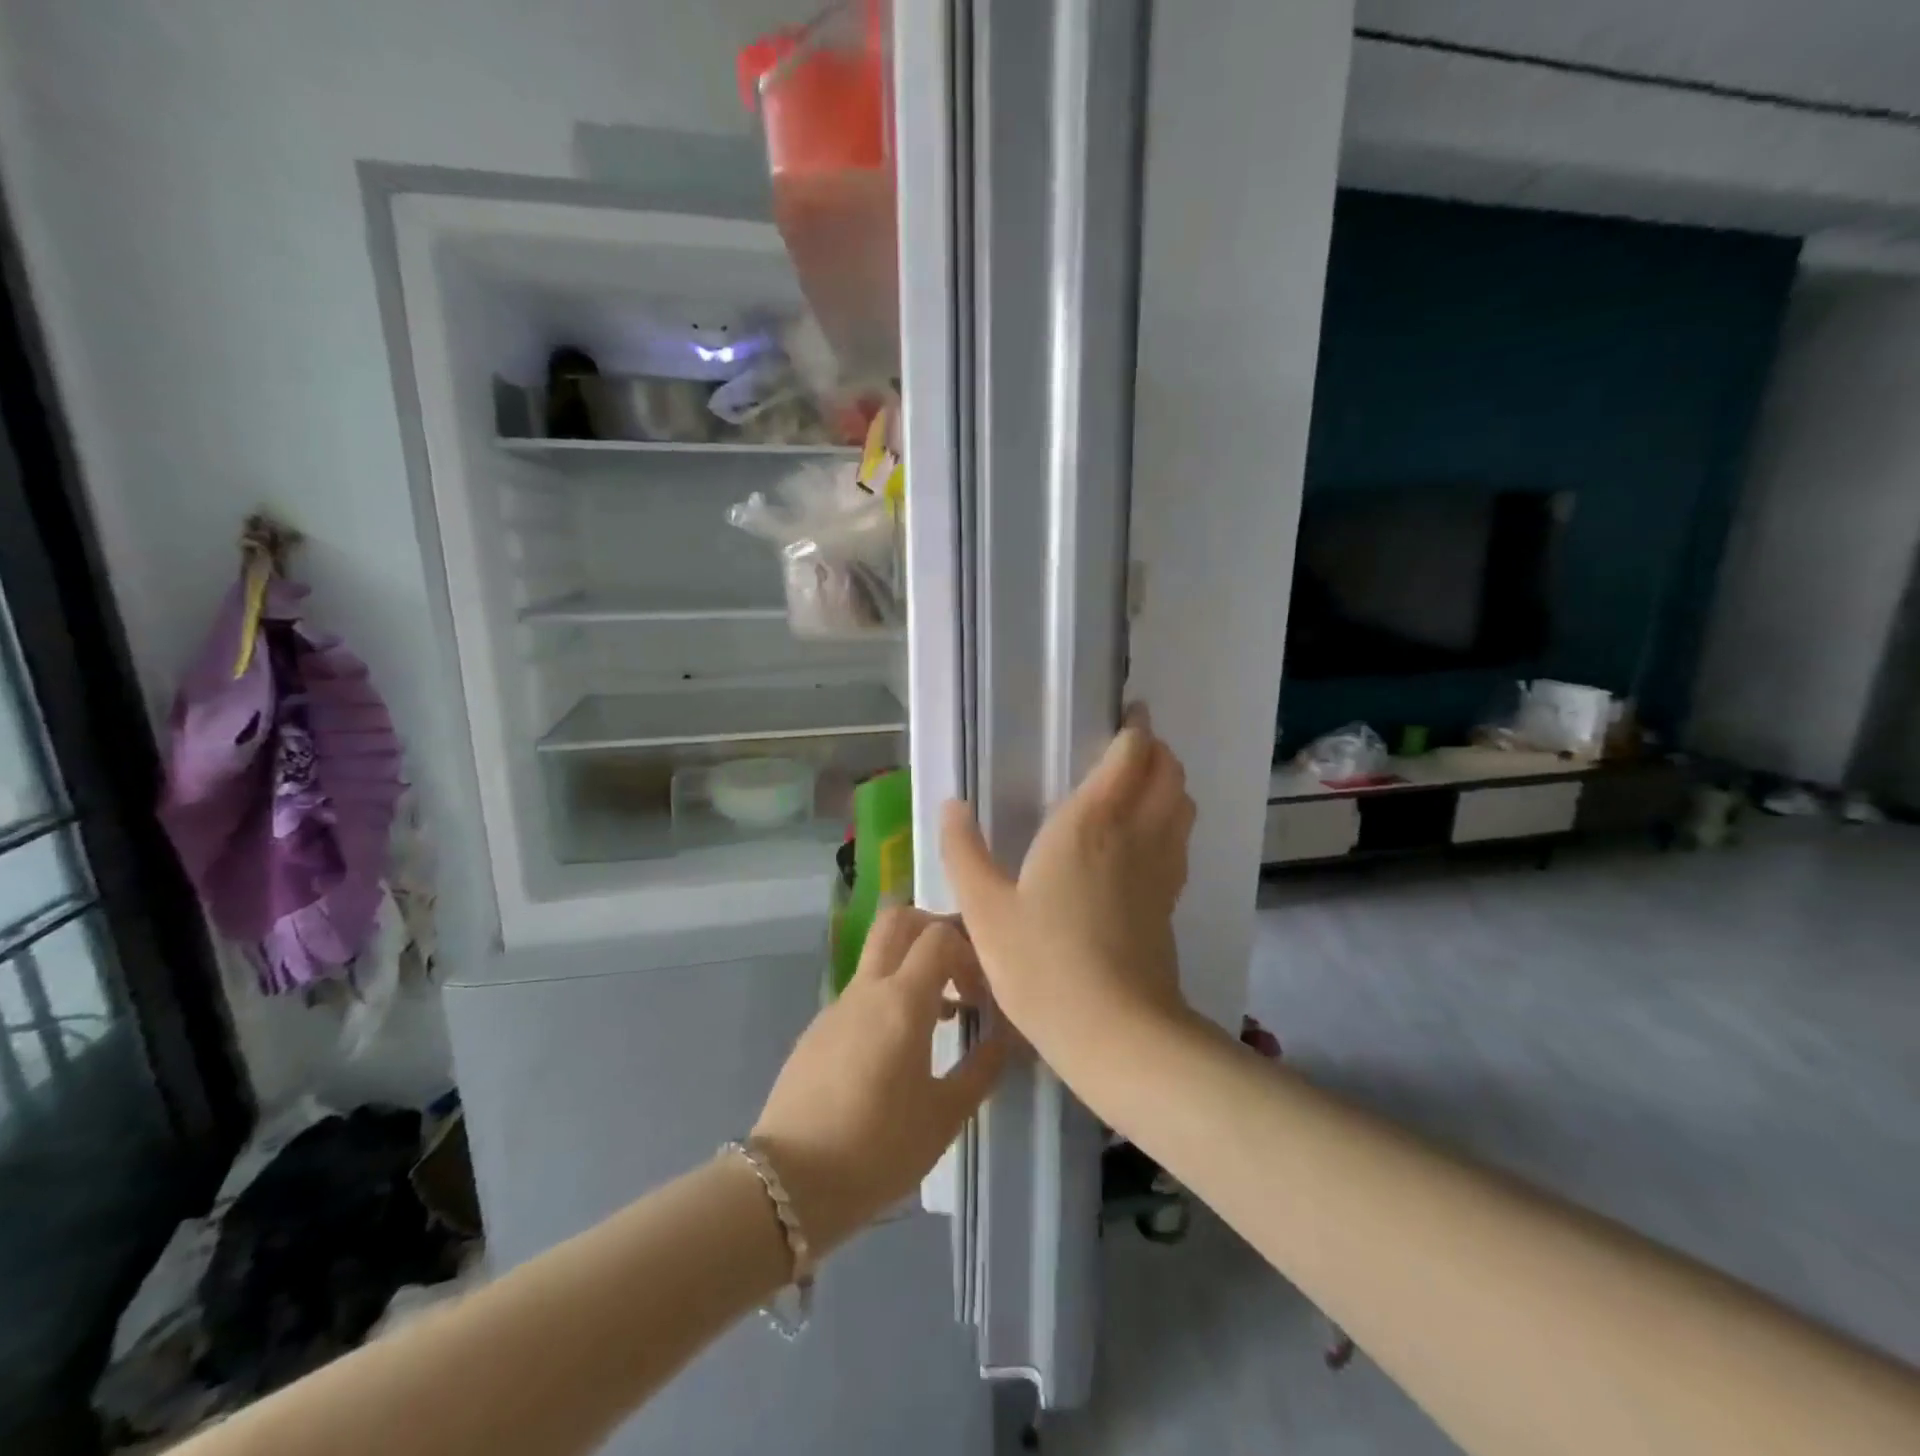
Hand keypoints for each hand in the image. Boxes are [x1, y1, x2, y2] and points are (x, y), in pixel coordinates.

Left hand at [752, 908, 1009, 1253]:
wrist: (789, 1183)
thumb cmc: (878, 1148)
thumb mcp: (945, 1115)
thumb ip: (983, 1068)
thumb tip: (1009, 1035)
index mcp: (902, 1000)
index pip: (939, 936)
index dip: (970, 948)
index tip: (985, 989)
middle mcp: (867, 989)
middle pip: (897, 920)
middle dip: (933, 927)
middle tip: (960, 966)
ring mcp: (837, 1006)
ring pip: (878, 957)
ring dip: (912, 967)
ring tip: (942, 1017)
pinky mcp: (818, 1030)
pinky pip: (861, 994)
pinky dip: (888, 998)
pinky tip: (898, 1052)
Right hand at [941, 708, 1196, 1062]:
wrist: (1114, 1031)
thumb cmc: (1041, 963)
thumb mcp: (985, 909)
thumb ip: (963, 852)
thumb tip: (950, 805)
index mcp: (1090, 823)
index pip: (1131, 755)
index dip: (1135, 729)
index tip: (1127, 714)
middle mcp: (1135, 833)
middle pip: (1167, 772)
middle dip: (1156, 750)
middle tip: (1130, 746)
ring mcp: (1161, 868)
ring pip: (1182, 805)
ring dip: (1169, 783)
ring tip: (1141, 784)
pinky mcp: (1170, 900)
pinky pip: (1180, 841)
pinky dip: (1171, 822)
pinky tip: (1145, 839)